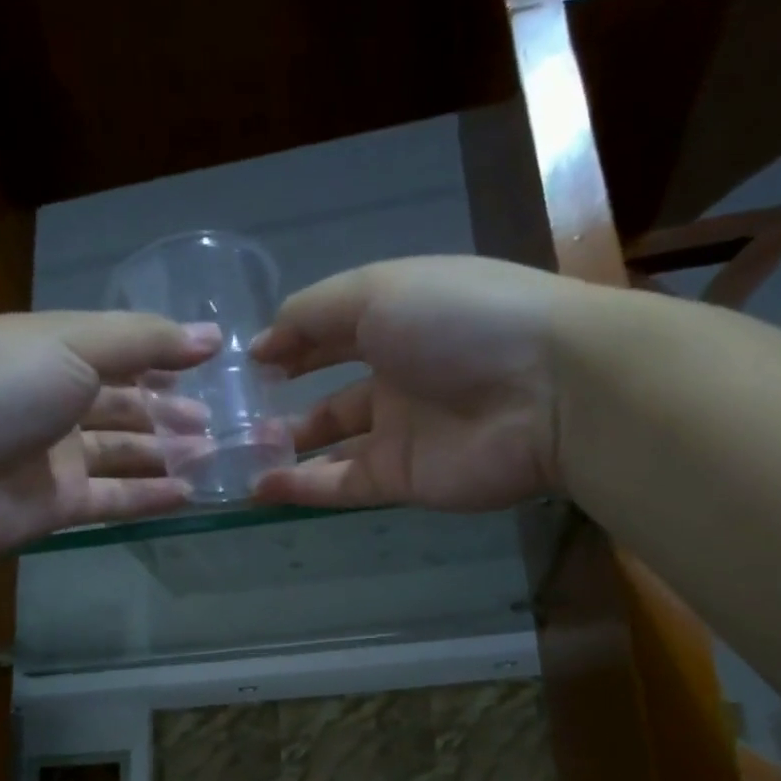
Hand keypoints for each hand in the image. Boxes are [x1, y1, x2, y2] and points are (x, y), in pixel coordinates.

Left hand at [0, 311, 220, 555]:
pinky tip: (188, 494)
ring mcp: (54, 458)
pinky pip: (113, 499)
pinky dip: (149, 497)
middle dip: (172, 410)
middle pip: (125, 405)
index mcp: (52, 351)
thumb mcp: (73, 343)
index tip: (215, 365)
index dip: (164, 357)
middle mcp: (54, 402)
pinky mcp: (56, 507)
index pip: (120, 352)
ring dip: (168, 453)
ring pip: (124, 453)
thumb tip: (211, 336)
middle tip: (223, 420)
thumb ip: (144, 341)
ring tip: (217, 455)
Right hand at [250, 256, 576, 511]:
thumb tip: (262, 343)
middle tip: (236, 418)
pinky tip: (260, 487)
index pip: (333, 333)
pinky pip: (342, 485)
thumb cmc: (459, 321)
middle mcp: (398, 377)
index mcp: (398, 321)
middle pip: (332, 394)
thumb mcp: (376, 292)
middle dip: (286, 403)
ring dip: (288, 450)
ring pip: (332, 445)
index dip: (292, 344)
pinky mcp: (403, 481)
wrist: (544, 392)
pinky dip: (302, 488)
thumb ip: (313, 315)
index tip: (248, 363)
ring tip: (238, 456)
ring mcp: (400, 433)